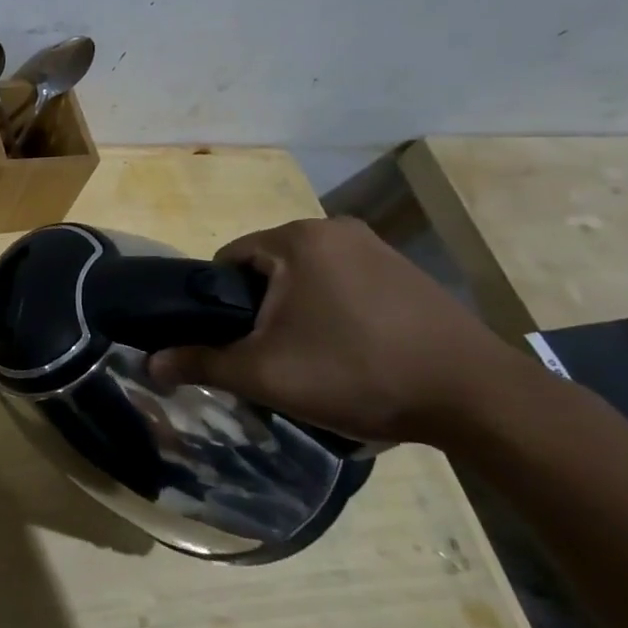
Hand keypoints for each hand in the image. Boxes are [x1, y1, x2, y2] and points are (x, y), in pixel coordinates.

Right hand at [148, 217, 532, 445]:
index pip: (228, 260)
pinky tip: (352, 351)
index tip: (233, 342)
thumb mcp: (266, 373)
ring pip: (307, 277)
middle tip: (271, 356)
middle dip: (261, 309)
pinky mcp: (407, 272)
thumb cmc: (357, 372)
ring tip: (312, 359)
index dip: (219, 303)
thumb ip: (202, 363)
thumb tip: (150, 364)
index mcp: (296, 239)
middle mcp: (334, 229)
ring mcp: (376, 248)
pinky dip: (334, 311)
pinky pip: (345, 284)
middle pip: (268, 268)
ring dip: (297, 311)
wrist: (478, 398)